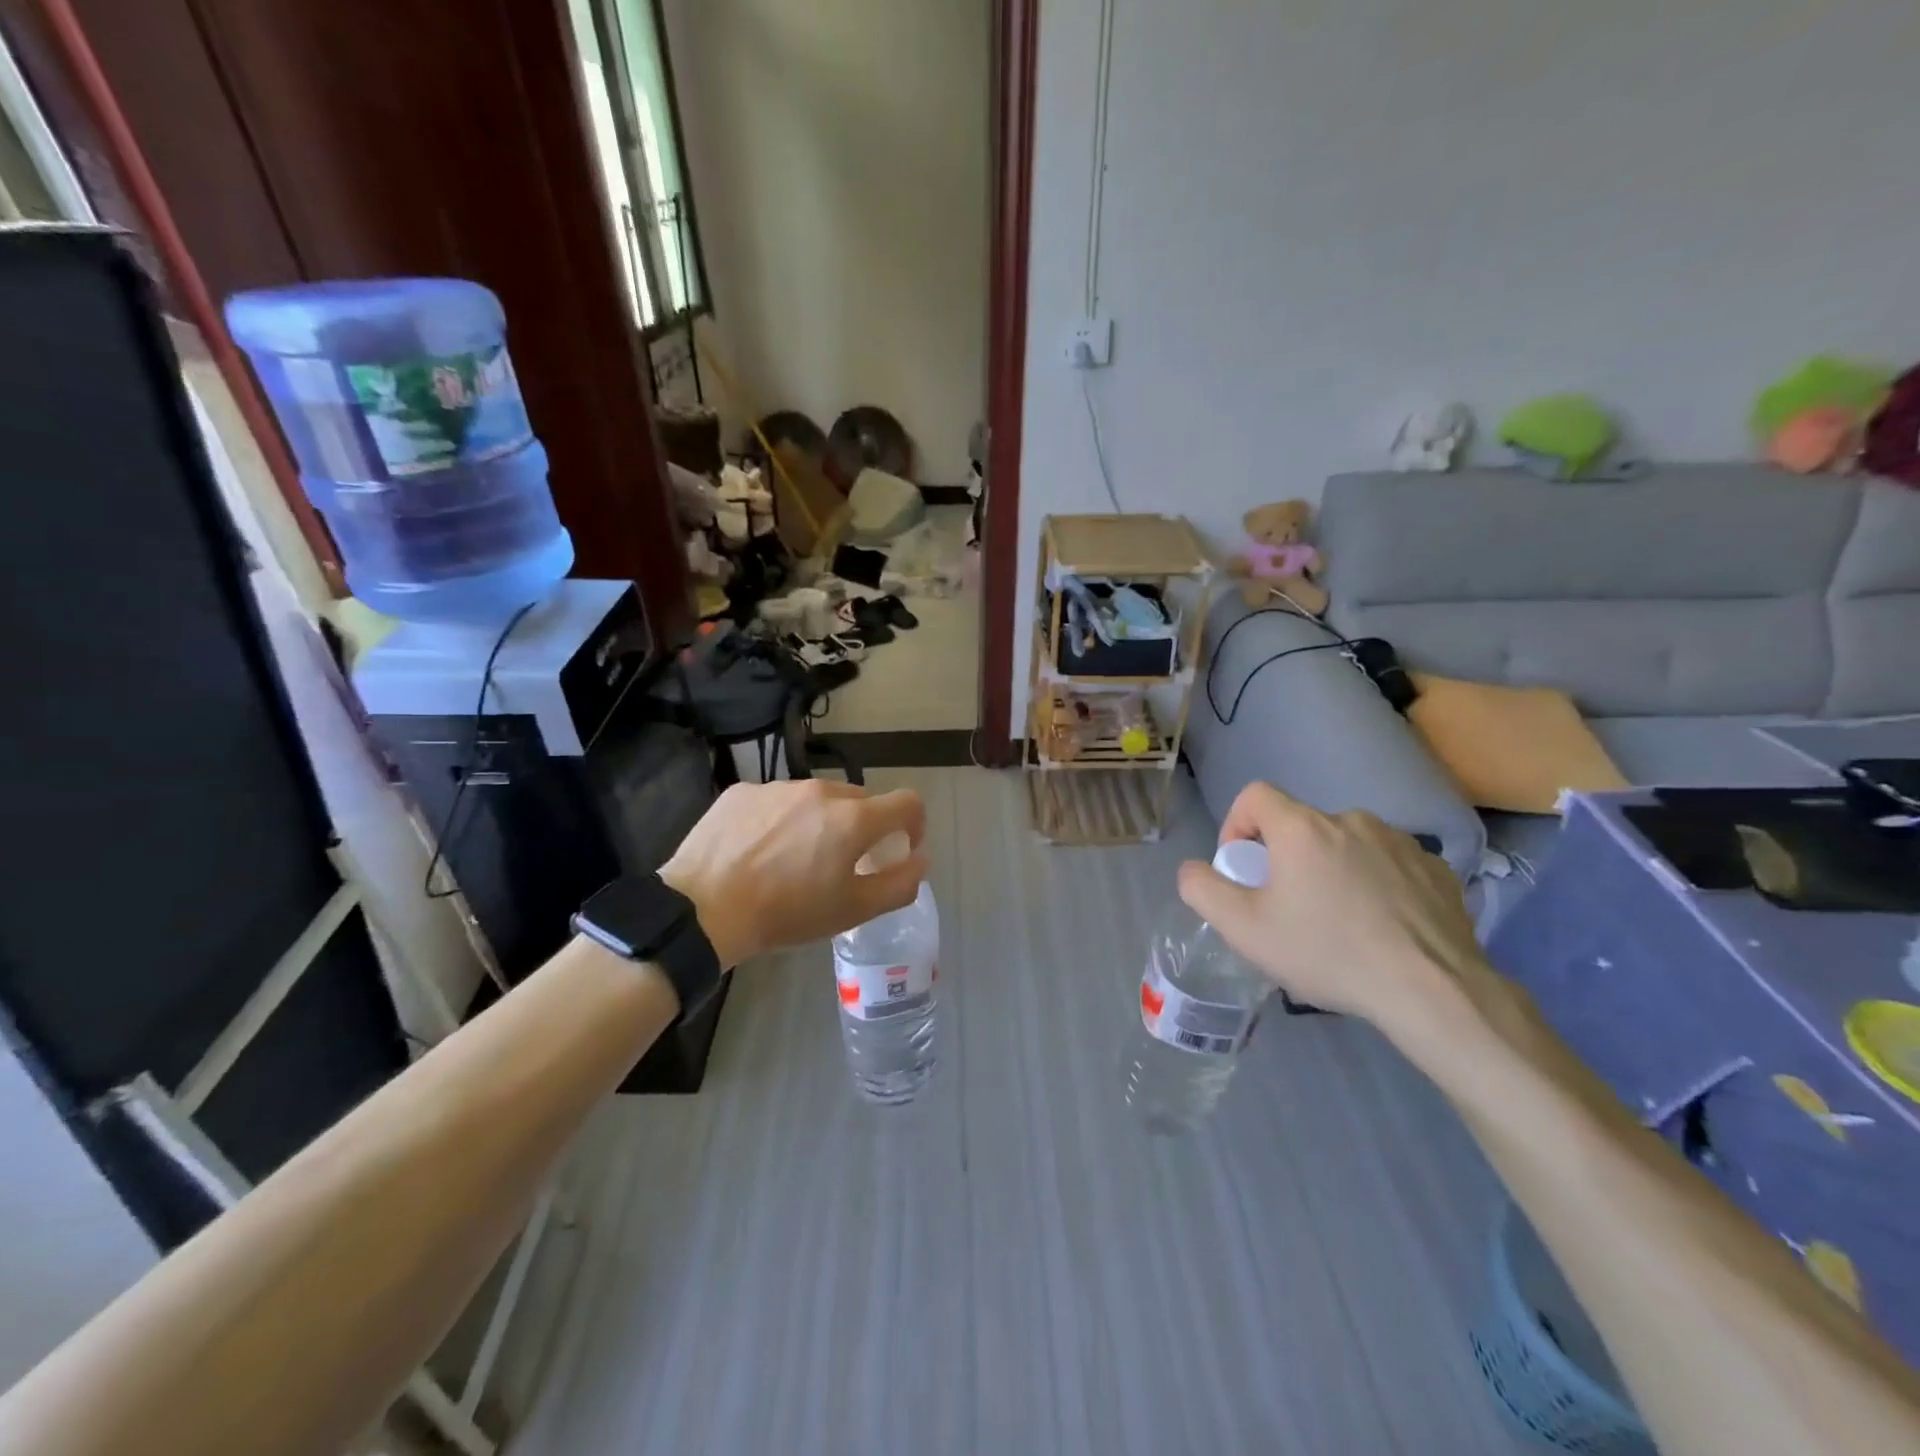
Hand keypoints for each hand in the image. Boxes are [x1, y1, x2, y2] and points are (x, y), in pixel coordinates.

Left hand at [659, 779, 927, 968]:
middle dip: (863, 827)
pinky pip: (777, 801)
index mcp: (853, 818)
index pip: (907, 802)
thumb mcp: (853, 910)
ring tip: (794, 859)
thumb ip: (899, 884)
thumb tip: (919, 860)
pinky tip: (759, 851)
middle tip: (843, 863)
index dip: (914, 824)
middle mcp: (820, 790)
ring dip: (820, 822)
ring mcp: (778, 787)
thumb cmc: (786, 913)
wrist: (702, 908)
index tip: (901, 848)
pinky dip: (781, 820)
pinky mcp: (743, 791)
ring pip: (816, 798)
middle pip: (860, 800)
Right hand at [1175, 783, 1488, 1038]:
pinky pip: (1389, 864)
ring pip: (1347, 844)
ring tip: (1340, 921)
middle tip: (1289, 908)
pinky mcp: (1437, 869)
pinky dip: (1376, 884)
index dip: (1237, 824)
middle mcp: (1351, 820)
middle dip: (1285, 858)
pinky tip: (1382, 927)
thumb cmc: (1327, 952)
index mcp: (1302, 828)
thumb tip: (1193, 869)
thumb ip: (1202, 890)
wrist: (1432, 990)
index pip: (1255, 795)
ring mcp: (1401, 842)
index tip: (1244, 868)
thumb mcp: (1244, 929)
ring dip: (1332, 869)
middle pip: (1301, 825)